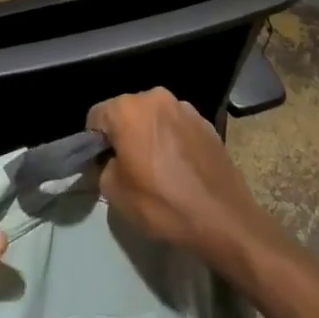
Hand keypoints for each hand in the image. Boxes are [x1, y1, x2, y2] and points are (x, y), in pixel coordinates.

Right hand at [87, 88, 271, 262]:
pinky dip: (172, 140)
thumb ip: (103, 167)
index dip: (94, 141)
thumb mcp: (115, 193)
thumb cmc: (163, 204)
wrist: (224, 219)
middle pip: (126, 111)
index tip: (103, 164)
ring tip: (157, 167)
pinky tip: (180, 167)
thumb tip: (110, 161)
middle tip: (128, 166)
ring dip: (149, 134)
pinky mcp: (207, 123)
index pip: (96, 116)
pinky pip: (177, 126)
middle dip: (123, 134)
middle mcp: (156, 98)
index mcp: (128, 109)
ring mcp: (185, 108)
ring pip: (153, 117)